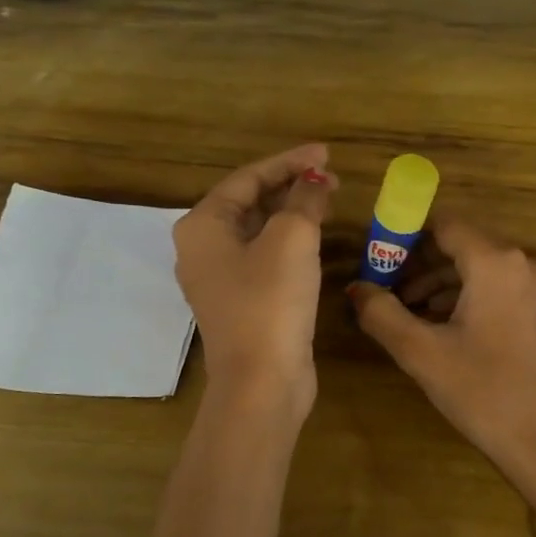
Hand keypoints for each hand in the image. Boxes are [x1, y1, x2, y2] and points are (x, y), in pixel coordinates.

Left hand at [174, 144, 337, 409]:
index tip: (327, 154)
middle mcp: (203, 249)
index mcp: (203, 225)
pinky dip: (289, 242)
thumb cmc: (270, 302)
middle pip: (250, 202)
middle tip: (332, 179)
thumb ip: (304, 200)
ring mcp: (220, 279)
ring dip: (292, 213)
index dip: (289, 162)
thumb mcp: (292, 239)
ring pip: (258, 231)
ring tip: (328, 201)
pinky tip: (316, 239)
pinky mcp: (241, 302)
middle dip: (291, 186)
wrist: (261, 382)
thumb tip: (314, 181)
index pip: (248, 178)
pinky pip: (264, 257)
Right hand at [350, 217, 535, 529]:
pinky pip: (498, 286)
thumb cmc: (481, 391)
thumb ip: (381, 313)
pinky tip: (443, 325)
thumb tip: (356, 288)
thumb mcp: (421, 352)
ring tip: (409, 312)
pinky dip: (467, 296)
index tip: (378, 260)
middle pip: (461, 245)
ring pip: (479, 267)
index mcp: (495, 263)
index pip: (443, 225)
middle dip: (421, 264)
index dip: (406, 237)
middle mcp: (523, 263)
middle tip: (387, 291)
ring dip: (442, 282)